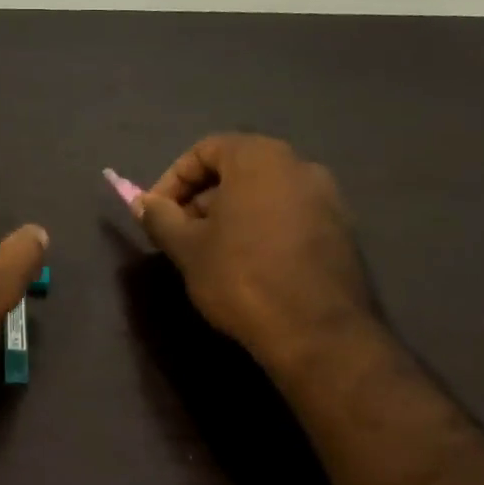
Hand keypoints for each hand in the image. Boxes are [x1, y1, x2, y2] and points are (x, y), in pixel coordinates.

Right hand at [134, 134, 378, 369]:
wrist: (317, 333)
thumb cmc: (242, 278)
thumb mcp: (187, 248)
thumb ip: (160, 217)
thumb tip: (142, 204)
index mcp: (260, 158)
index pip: (204, 150)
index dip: (172, 179)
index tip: (156, 213)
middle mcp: (299, 166)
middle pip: (236, 169)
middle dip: (201, 198)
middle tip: (180, 233)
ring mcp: (327, 198)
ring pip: (263, 193)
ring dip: (230, 214)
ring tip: (209, 252)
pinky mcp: (341, 230)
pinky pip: (288, 215)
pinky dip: (261, 228)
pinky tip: (247, 264)